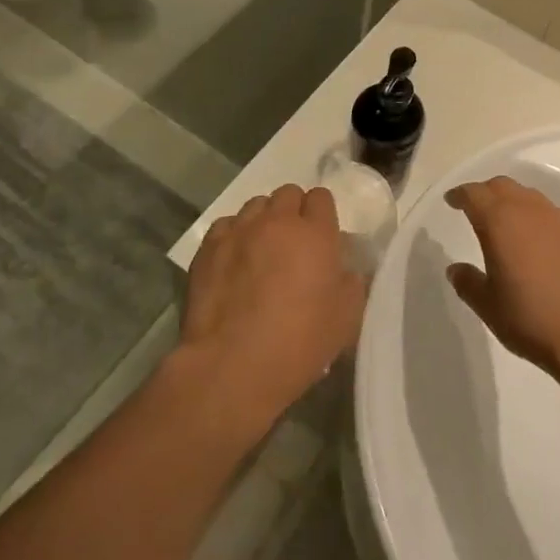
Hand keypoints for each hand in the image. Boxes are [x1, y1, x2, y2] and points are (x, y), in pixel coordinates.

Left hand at [182, 185, 366, 433]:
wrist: (232, 365)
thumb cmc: (299, 342)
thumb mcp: (347, 318)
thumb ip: (352, 282)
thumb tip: (344, 269)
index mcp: (315, 233)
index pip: (321, 197)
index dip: (322, 214)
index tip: (322, 238)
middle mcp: (277, 221)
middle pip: (287, 194)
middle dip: (293, 212)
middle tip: (294, 244)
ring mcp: (239, 231)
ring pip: (255, 206)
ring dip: (263, 220)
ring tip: (262, 251)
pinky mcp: (208, 248)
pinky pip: (226, 226)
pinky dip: (234, 236)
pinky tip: (234, 262)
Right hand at [443, 177, 559, 379]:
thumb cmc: (530, 319)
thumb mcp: (488, 306)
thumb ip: (468, 282)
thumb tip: (456, 269)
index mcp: (500, 222)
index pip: (474, 194)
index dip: (460, 195)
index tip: (452, 200)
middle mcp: (529, 210)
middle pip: (502, 186)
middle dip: (485, 192)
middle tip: (475, 208)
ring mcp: (558, 219)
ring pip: (528, 196)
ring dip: (512, 202)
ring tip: (506, 223)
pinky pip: (550, 212)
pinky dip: (535, 216)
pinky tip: (536, 239)